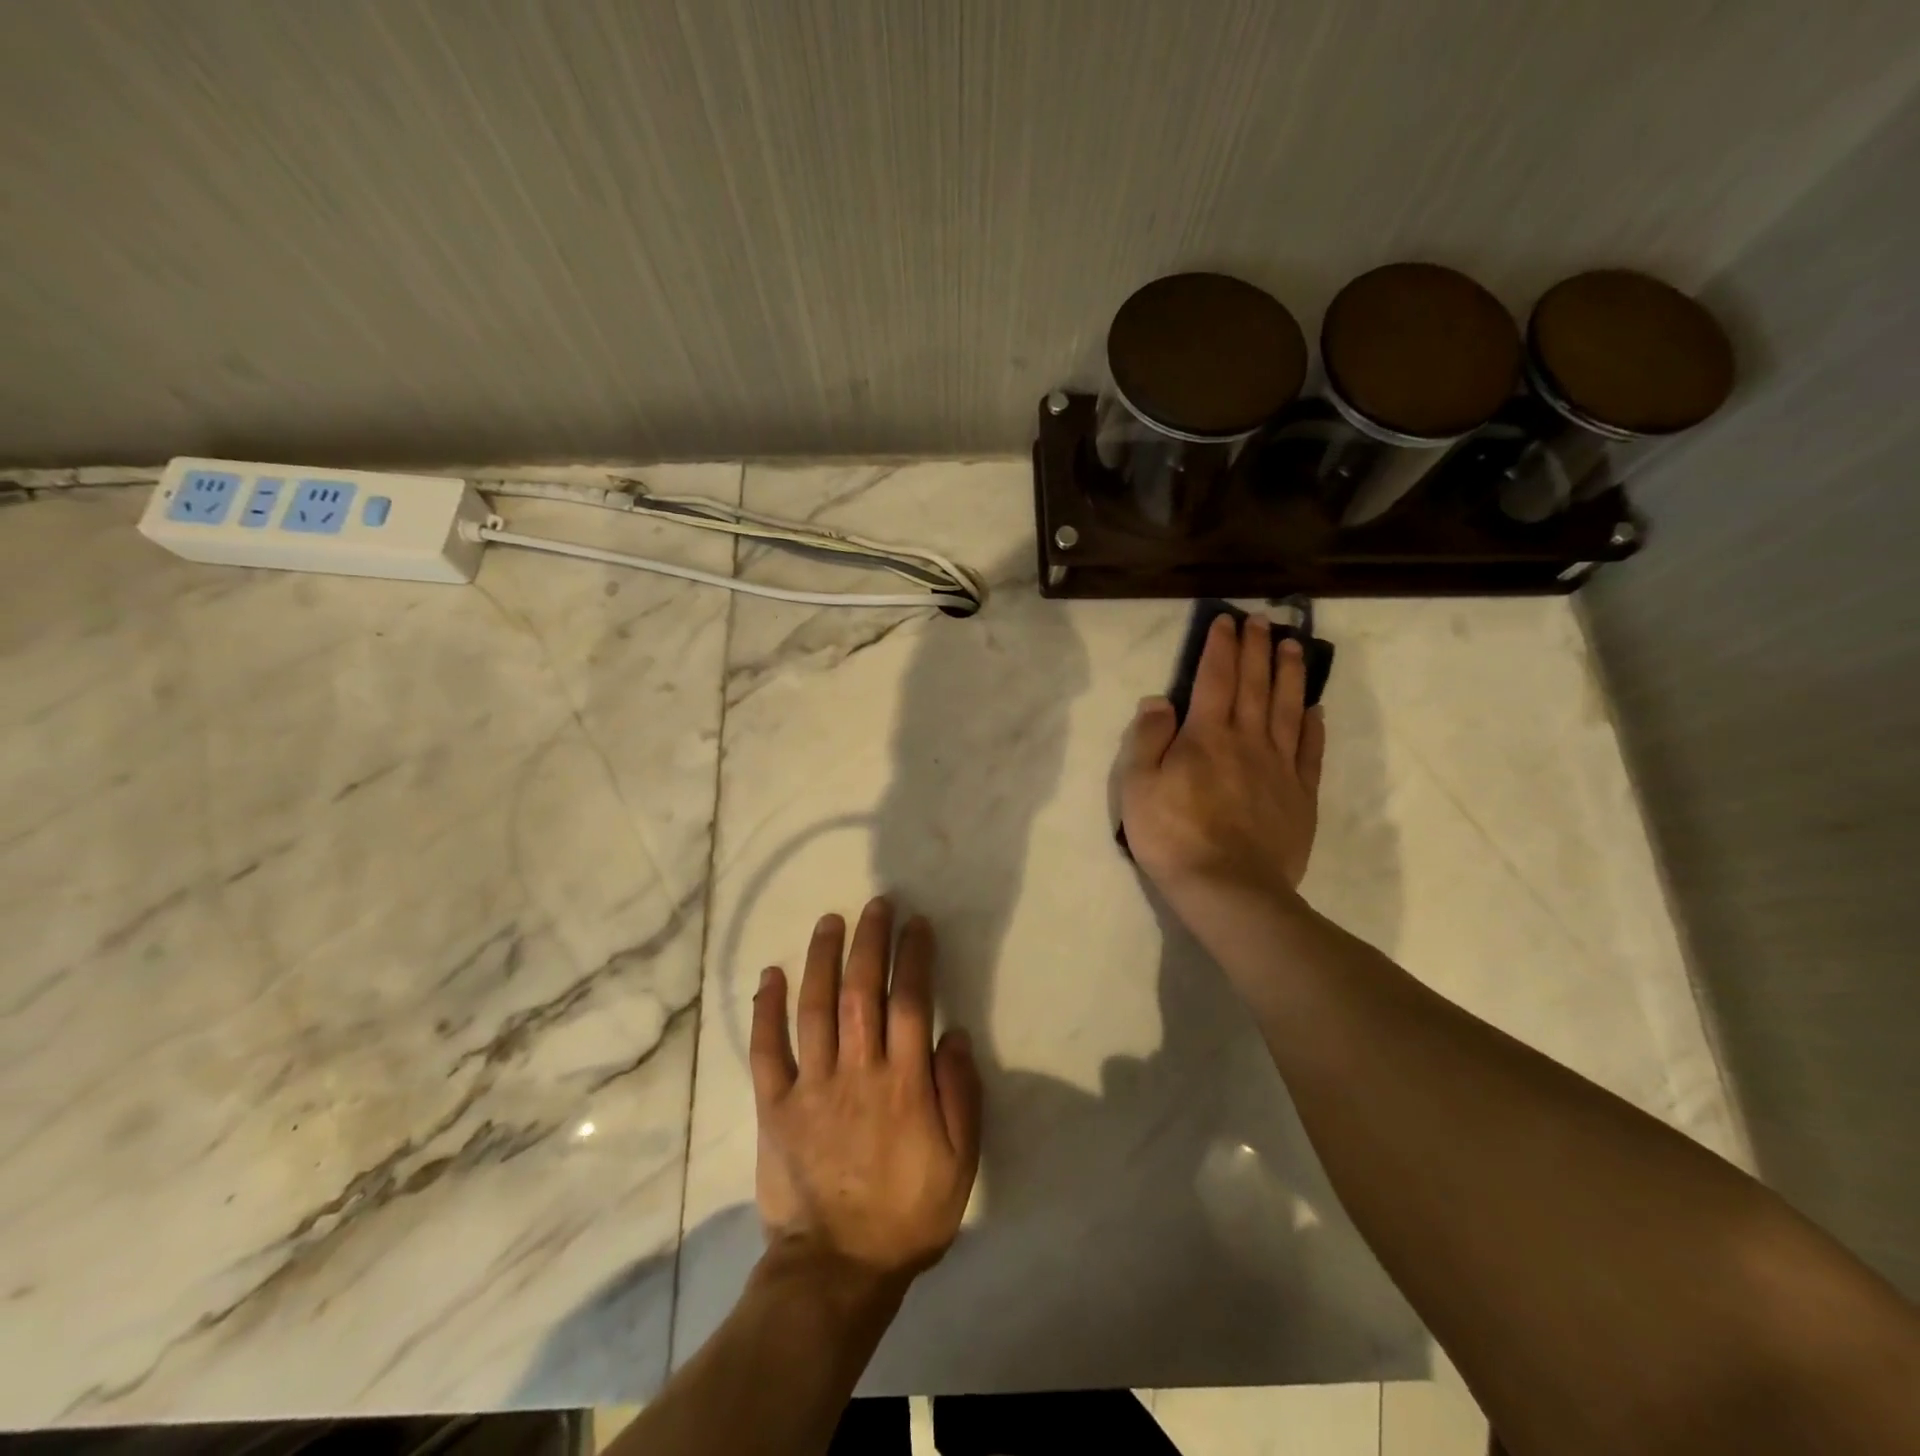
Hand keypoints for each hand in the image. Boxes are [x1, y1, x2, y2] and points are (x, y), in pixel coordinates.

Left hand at [750, 898, 982, 1290]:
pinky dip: (765, 1010)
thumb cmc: (908, 1213)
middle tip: (875, 904)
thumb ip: (960, 1095)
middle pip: (861, 991)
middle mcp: (857, 1072)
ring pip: (814, 1007)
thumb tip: (955, 1035)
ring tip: (829, 920)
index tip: (916, 924)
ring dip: (821, 958)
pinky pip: (766, 1050)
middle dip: (869, 941)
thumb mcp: (960, 1163)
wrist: (837, 1270)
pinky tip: (770, 974)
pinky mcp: (775, 1106)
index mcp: (903, 1083)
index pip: (910, 1001)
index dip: (914, 956)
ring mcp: (811, 1086)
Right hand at [1120, 614, 1325, 906]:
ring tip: (1293, 647)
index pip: (1215, 678)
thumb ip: (1148, 739)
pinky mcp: (1300, 795)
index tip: (1227, 620)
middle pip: (1254, 685)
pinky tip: (1315, 709)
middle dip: (1257, 648)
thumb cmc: (1173, 836)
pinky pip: (1310, 751)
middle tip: (1263, 621)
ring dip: (1290, 674)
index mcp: (1206, 735)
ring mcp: (1279, 767)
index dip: (1220, 647)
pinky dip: (1313, 726)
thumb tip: (1160, 701)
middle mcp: (1247, 740)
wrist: (1229, 888)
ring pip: (1287, 709)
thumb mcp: (1138, 786)